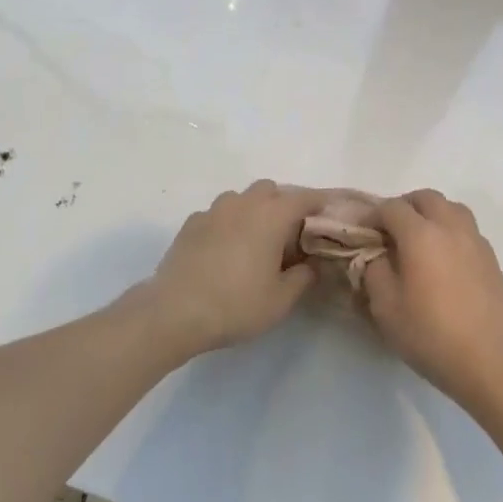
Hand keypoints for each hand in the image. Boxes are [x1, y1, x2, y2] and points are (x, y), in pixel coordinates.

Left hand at [143, 181, 328, 355]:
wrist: (175, 311)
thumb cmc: (236, 304)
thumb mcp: (281, 299)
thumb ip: (303, 277)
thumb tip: (311, 264)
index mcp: (271, 216)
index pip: (303, 198)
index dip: (318, 202)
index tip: (328, 211)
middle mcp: (243, 204)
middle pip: (269, 190)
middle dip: (282, 203)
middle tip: (289, 233)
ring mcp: (213, 211)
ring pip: (240, 198)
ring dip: (252, 210)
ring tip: (255, 240)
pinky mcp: (190, 224)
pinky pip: (217, 214)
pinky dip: (227, 223)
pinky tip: (225, 249)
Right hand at [362, 190, 502, 410]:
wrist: (487, 361)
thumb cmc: (430, 334)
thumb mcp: (386, 307)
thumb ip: (375, 271)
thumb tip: (378, 255)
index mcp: (421, 235)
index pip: (392, 208)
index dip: (373, 215)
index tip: (363, 230)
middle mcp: (451, 228)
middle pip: (426, 198)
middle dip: (405, 206)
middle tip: (391, 230)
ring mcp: (476, 241)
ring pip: (452, 208)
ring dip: (432, 214)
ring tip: (420, 239)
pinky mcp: (492, 259)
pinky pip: (468, 230)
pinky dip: (451, 232)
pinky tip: (444, 260)